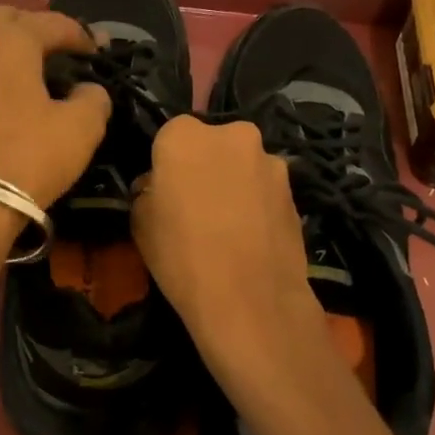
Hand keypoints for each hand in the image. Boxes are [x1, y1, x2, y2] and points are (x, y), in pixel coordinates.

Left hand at [0, 5, 111, 208]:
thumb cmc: (31, 157)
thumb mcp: (82, 128)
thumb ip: (94, 97)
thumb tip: (88, 89)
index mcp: (11, 41)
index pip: (53, 23)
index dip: (80, 34)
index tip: (97, 51)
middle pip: (3, 20)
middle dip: (32, 28)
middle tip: (54, 52)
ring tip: (11, 72)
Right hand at [131, 118, 329, 390]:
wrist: (250, 300)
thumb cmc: (181, 255)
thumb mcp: (140, 222)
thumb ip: (148, 190)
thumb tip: (159, 186)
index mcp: (185, 135)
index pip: (170, 135)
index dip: (166, 162)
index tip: (165, 189)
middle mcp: (232, 135)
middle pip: (212, 143)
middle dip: (205, 165)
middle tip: (196, 203)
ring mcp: (270, 161)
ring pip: (242, 164)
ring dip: (234, 182)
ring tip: (228, 225)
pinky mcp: (295, 190)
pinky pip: (265, 189)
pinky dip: (256, 203)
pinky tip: (251, 236)